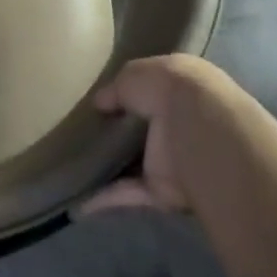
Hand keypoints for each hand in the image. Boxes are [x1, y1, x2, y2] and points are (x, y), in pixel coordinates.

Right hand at [82, 54, 246, 215]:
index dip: (131, 92)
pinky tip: (78, 202)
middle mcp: (180, 125)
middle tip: (81, 131)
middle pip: (144, 130)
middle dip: (119, 132)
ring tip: (72, 163)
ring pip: (135, 164)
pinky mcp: (162, 192)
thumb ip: (116, 88)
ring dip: (109, 166)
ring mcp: (172, 161)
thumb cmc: (174, 92)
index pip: (155, 90)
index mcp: (182, 90)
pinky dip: (105, 199)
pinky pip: (129, 193)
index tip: (101, 99)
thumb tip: (100, 103)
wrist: (204, 138)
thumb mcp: (137, 74)